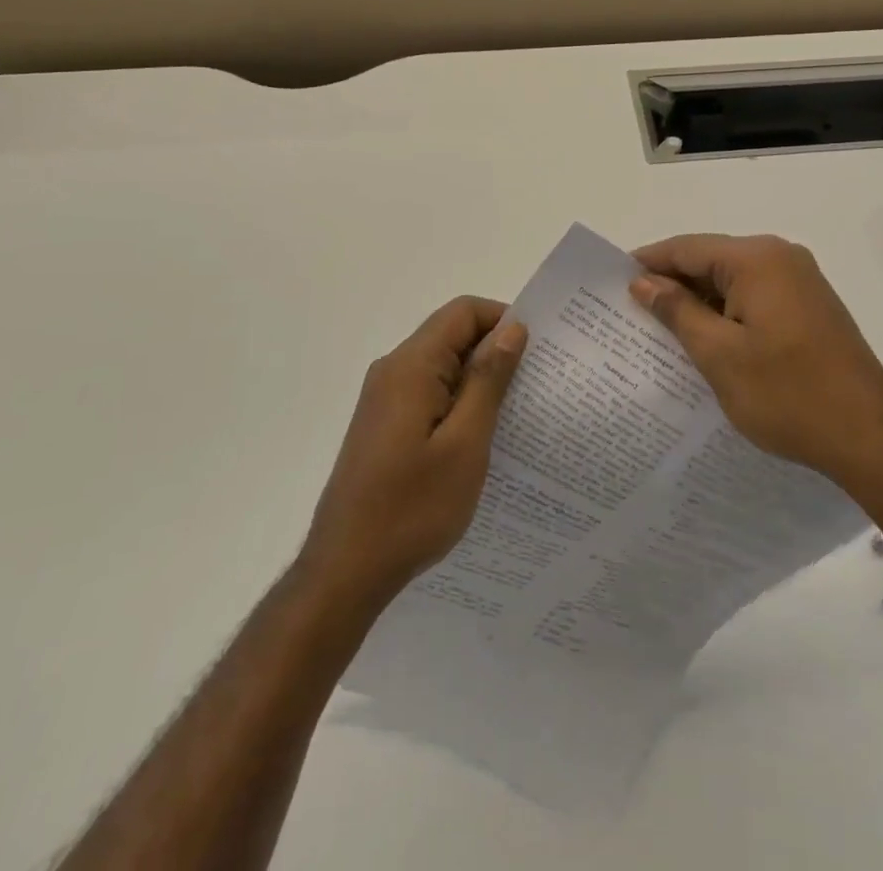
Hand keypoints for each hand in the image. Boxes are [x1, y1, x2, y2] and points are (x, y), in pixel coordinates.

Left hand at [300, 297, 526, 610]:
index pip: (463, 311)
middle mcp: (393, 370)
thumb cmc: (412, 508)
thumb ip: (488, 379)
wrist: (346, 571)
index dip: (503, 319)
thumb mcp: (465, 443)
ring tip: (514, 414)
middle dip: (495, 350)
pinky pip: (429, 392)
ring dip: (479, 379)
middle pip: (452, 335)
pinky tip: (480, 438)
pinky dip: (459, 401)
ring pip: (442, 366)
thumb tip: (512, 328)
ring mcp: (384, 398)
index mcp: (411, 366)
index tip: (536, 352)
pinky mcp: (384, 424)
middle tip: (534, 385)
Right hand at [630, 234, 882, 485]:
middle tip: (631, 311)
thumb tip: (644, 282)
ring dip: (699, 302)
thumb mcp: (719, 354)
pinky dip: (727, 313)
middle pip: (711, 260)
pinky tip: (705, 341)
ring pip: (733, 281)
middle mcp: (781, 257)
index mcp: (758, 259)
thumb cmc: (788, 395)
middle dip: (672, 284)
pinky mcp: (810, 307)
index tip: (612, 282)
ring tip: (660, 330)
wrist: (871, 438)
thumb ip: (677, 311)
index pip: (687, 248)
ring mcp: (801, 282)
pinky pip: (755, 297)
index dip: (648, 263)